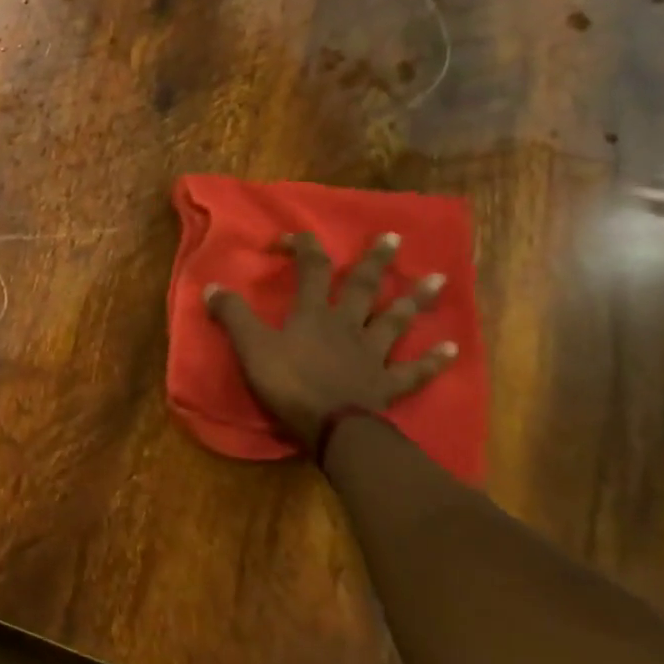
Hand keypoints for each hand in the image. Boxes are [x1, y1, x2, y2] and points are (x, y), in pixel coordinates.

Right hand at [204, 231, 457, 450]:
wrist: (331, 427)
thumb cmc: (288, 383)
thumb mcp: (250, 346)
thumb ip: (232, 315)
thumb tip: (211, 286)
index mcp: (313, 314)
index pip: (311, 270)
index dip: (304, 248)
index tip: (294, 236)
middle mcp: (347, 326)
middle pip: (362, 288)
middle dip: (375, 262)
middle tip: (394, 238)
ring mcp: (371, 354)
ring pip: (395, 321)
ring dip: (415, 301)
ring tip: (438, 279)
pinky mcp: (386, 384)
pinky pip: (413, 370)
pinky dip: (432, 360)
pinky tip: (452, 349)